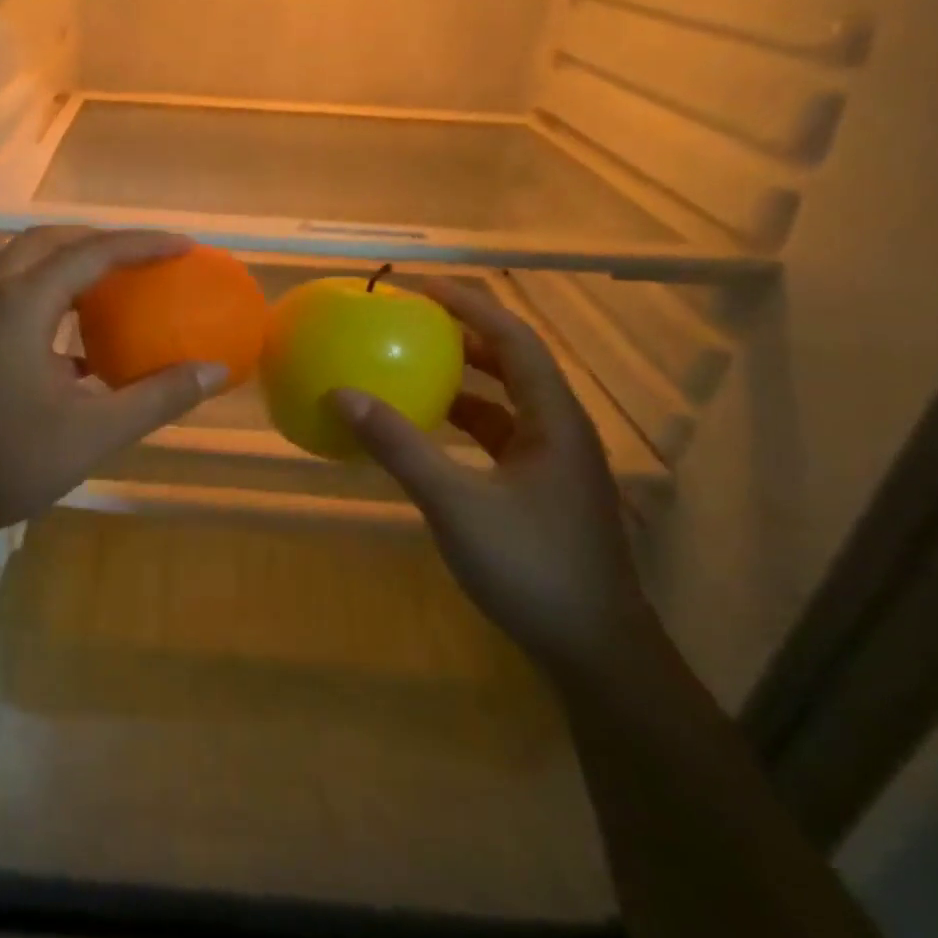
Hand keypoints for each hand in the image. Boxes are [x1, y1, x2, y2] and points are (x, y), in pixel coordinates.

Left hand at [0, 227, 228, 557]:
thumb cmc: (3, 463)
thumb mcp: (92, 434)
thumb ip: (157, 397)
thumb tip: (215, 372)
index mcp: (19, 305)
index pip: (91, 253)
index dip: (142, 244)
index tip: (184, 246)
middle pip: (48, 243)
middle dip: (99, 241)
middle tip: (144, 259)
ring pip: (21, 267)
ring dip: (68, 267)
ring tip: (112, 291)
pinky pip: (7, 298)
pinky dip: (45, 299)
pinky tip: (71, 345)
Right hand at [327, 279, 656, 677]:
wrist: (593, 648)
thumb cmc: (532, 566)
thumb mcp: (456, 503)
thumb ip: (401, 448)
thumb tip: (344, 395)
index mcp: (553, 421)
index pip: (515, 341)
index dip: (472, 307)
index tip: (424, 288)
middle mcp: (559, 431)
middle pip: (514, 365)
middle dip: (466, 336)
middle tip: (413, 320)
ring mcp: (552, 464)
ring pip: (506, 403)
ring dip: (465, 380)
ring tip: (414, 365)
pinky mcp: (540, 491)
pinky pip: (498, 437)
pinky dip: (463, 423)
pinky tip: (429, 433)